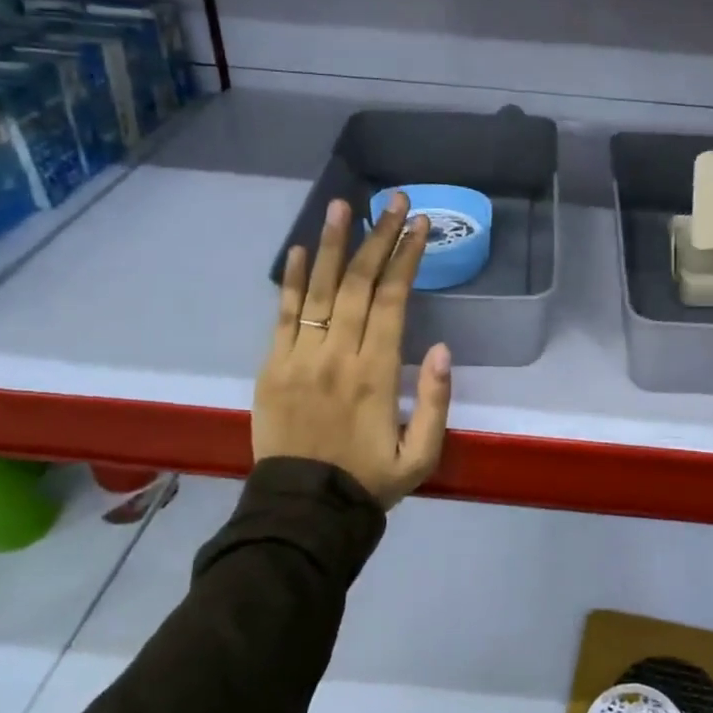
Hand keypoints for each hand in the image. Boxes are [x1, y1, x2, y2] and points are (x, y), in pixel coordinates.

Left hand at [253, 194, 452, 508]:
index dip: (406, 258)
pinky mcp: (271, 366)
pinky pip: (281, 313)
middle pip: (357, 283)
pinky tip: (297, 248)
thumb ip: (435, 401)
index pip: (392, 300)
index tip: (419, 225)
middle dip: (378, 238)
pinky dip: (289, 279)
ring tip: (341, 205)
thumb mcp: (422, 455)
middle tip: (392, 201)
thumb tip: (441, 347)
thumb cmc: (369, 481)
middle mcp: (337, 355)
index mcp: (376, 373)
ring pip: (317, 289)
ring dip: (330, 244)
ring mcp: (298, 357)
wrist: (302, 511)